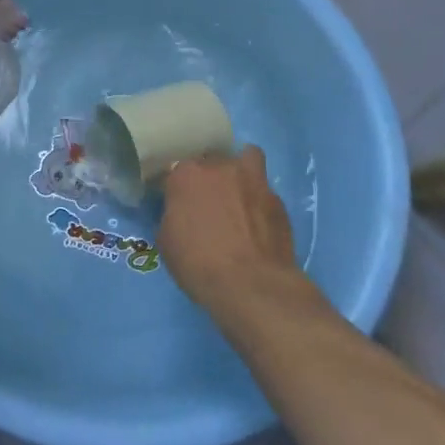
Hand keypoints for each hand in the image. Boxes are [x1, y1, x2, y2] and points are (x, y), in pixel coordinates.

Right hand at [159, 146, 301, 314]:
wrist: (252, 286)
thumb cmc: (199, 263)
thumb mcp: (166, 241)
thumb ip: (171, 215)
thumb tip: (180, 213)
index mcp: (186, 174)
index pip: (177, 170)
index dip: (179, 188)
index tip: (180, 205)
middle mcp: (220, 167)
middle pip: (212, 160)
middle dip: (210, 177)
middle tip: (210, 203)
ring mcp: (253, 180)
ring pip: (247, 159)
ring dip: (241, 172)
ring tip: (240, 196)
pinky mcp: (278, 201)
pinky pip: (265, 191)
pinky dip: (260, 202)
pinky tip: (259, 224)